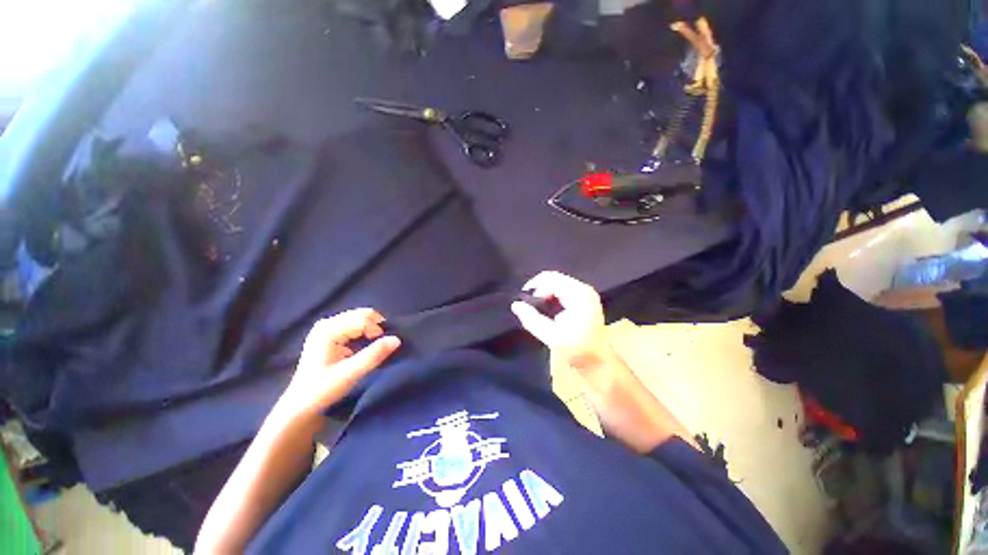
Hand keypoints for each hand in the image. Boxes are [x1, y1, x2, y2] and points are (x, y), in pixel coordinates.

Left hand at [277, 309, 400, 421]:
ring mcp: (326, 328)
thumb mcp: (351, 373)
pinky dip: (364, 333)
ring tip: (375, 346)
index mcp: (328, 330)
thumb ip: (374, 355)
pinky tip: (364, 346)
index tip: (384, 347)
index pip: (362, 320)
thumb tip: (397, 339)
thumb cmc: (323, 389)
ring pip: (358, 319)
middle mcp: (326, 324)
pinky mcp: (328, 335)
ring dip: (371, 329)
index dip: (377, 330)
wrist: (300, 406)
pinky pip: (353, 326)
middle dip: (376, 327)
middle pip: (360, 315)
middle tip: (382, 344)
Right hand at [510, 271, 614, 372]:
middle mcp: (583, 288)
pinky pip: (561, 289)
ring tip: (534, 308)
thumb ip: (532, 320)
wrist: (598, 361)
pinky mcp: (583, 299)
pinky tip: (545, 308)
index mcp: (579, 294)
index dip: (534, 287)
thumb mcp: (552, 337)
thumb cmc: (577, 350)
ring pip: (556, 283)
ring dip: (543, 293)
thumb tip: (515, 305)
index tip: (523, 302)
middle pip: (554, 278)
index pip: (551, 279)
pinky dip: (550, 296)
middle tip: (527, 305)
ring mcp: (584, 293)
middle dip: (538, 289)